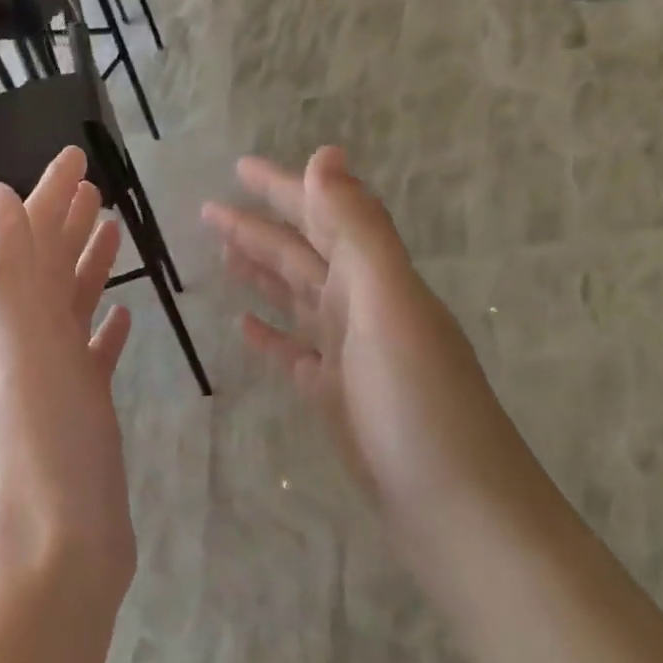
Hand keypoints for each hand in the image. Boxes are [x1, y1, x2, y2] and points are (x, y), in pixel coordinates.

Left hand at [0, 147, 136, 606]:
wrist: (65, 543)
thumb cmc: (55, 447)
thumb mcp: (30, 351)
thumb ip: (9, 274)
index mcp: (19, 323)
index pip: (31, 242)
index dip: (48, 197)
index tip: (76, 157)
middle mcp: (33, 344)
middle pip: (48, 268)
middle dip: (67, 221)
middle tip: (96, 185)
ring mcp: (60, 379)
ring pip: (71, 308)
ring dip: (86, 267)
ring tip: (111, 233)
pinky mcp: (86, 412)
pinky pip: (92, 356)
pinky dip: (103, 328)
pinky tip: (120, 317)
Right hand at [202, 149, 544, 587]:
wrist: (454, 507)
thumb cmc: (419, 406)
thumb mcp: (389, 307)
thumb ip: (358, 232)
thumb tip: (326, 155)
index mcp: (377, 280)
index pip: (322, 218)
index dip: (281, 190)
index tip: (237, 168)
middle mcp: (365, 309)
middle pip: (303, 257)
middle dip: (259, 230)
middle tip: (208, 212)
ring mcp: (351, 356)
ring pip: (298, 301)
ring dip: (262, 275)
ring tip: (221, 257)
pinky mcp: (339, 398)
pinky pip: (297, 353)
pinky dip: (272, 335)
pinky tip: (244, 328)